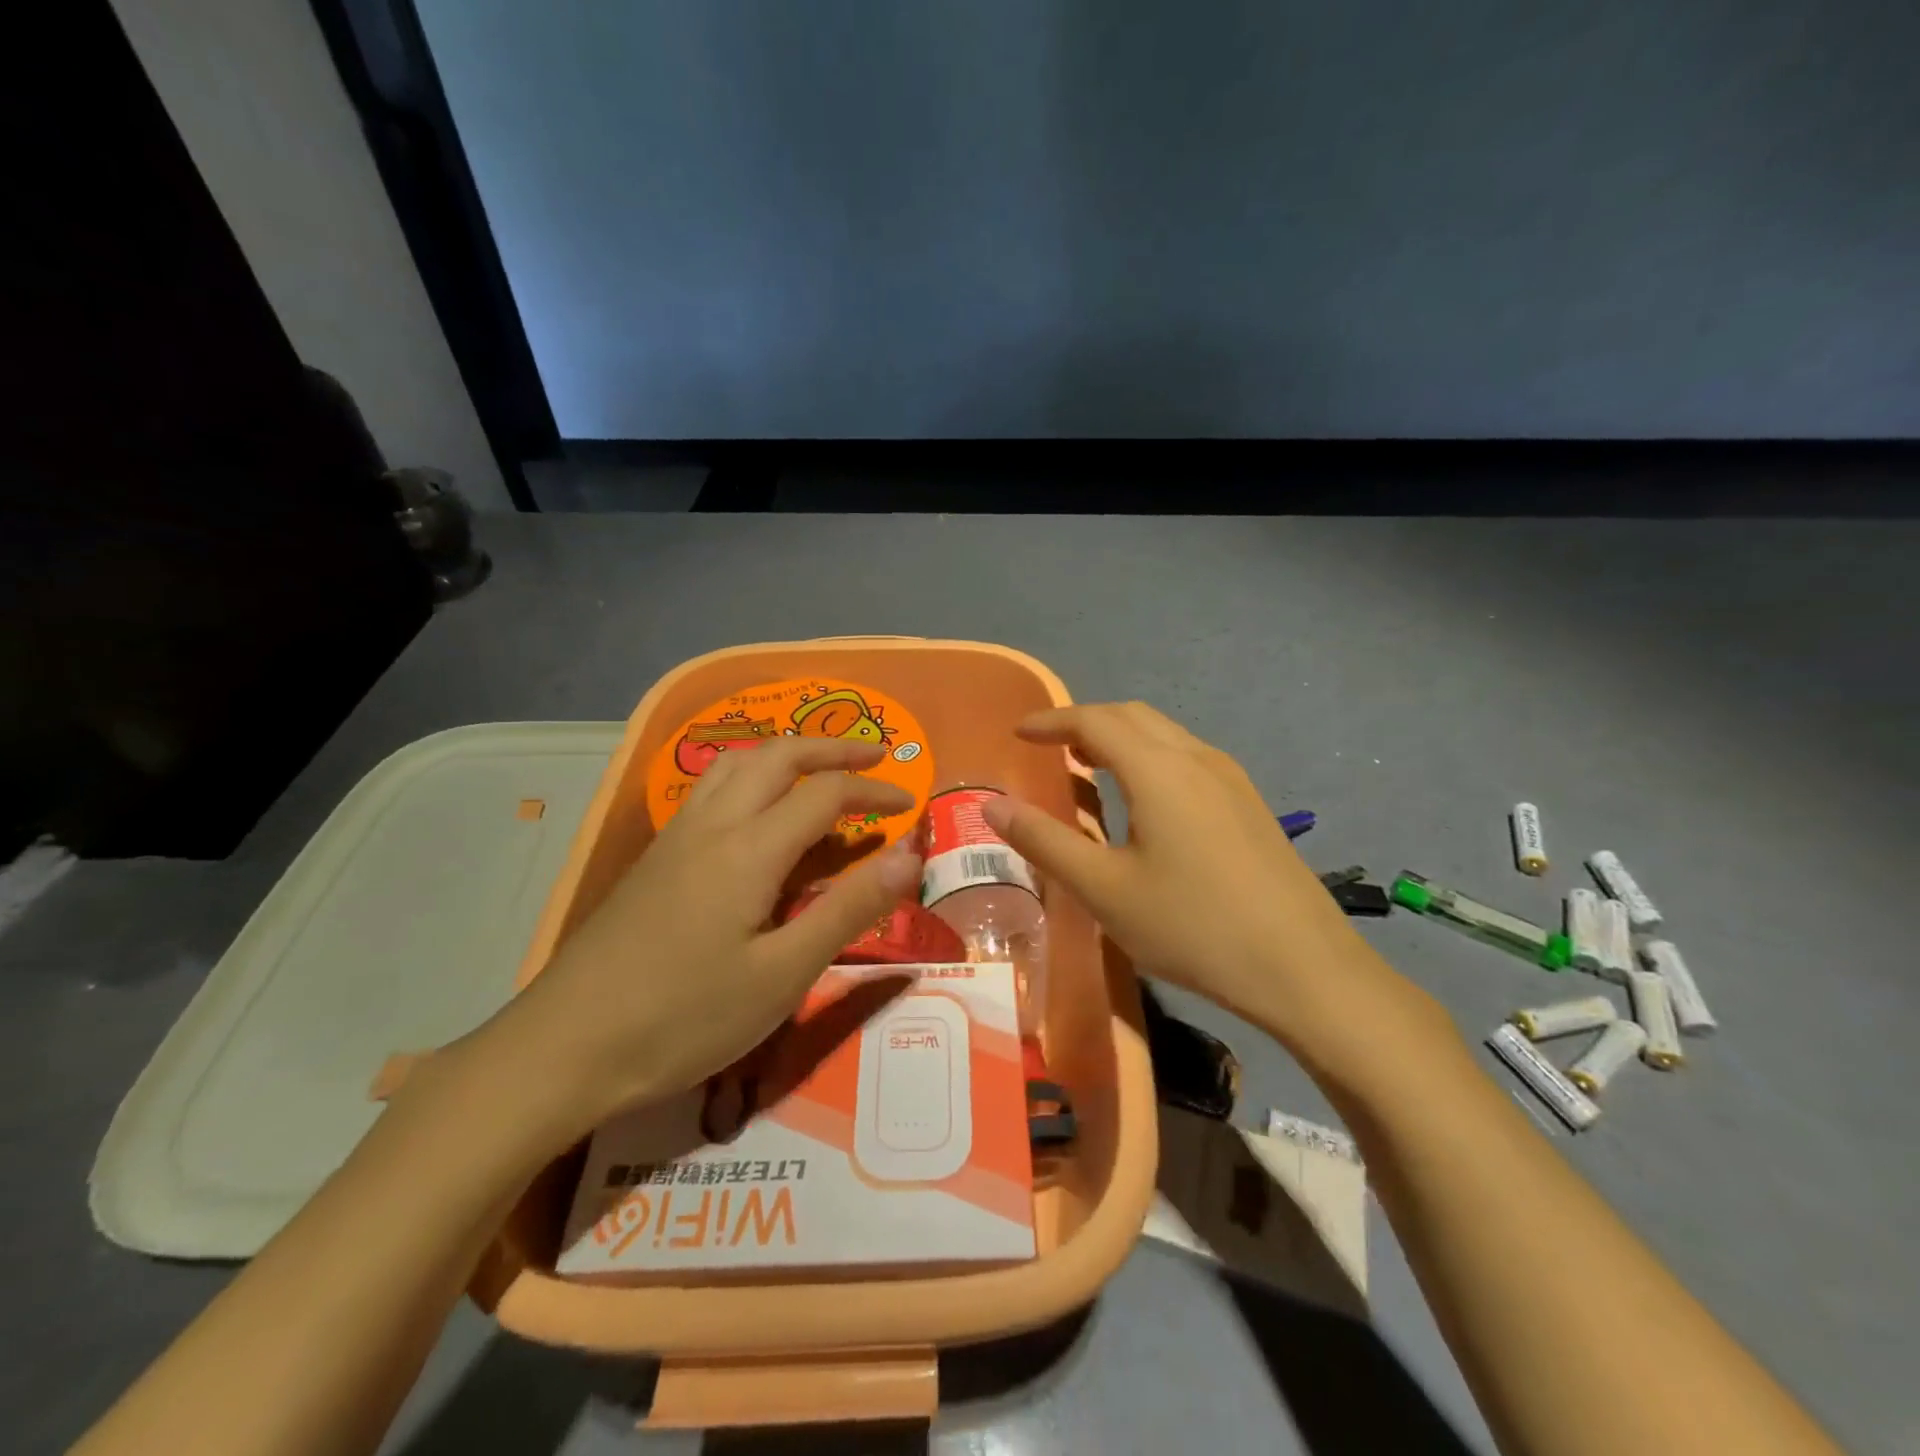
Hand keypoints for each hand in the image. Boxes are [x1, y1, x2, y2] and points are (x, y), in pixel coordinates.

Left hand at [504, 737, 922, 1129]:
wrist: (565, 1046)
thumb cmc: (684, 1017)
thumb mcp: (782, 974)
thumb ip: (849, 909)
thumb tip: (910, 854)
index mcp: (750, 848)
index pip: (826, 794)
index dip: (874, 793)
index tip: (910, 808)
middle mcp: (713, 823)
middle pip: (778, 756)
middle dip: (831, 749)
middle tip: (874, 758)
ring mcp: (677, 836)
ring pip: (737, 763)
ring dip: (786, 753)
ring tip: (818, 769)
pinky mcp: (656, 856)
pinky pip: (712, 788)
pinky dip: (751, 775)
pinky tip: (755, 809)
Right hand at [983, 702, 1426, 1053]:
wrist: (1305, 969)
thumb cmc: (1193, 926)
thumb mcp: (1104, 890)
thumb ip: (1044, 842)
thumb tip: (993, 804)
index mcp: (1158, 769)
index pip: (1094, 721)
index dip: (1051, 721)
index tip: (1018, 733)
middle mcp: (1197, 758)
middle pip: (1132, 716)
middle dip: (1085, 722)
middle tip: (1049, 748)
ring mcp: (1231, 779)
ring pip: (1164, 735)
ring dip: (1120, 738)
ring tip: (1089, 768)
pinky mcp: (1249, 804)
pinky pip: (1187, 758)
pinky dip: (1150, 758)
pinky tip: (1145, 801)